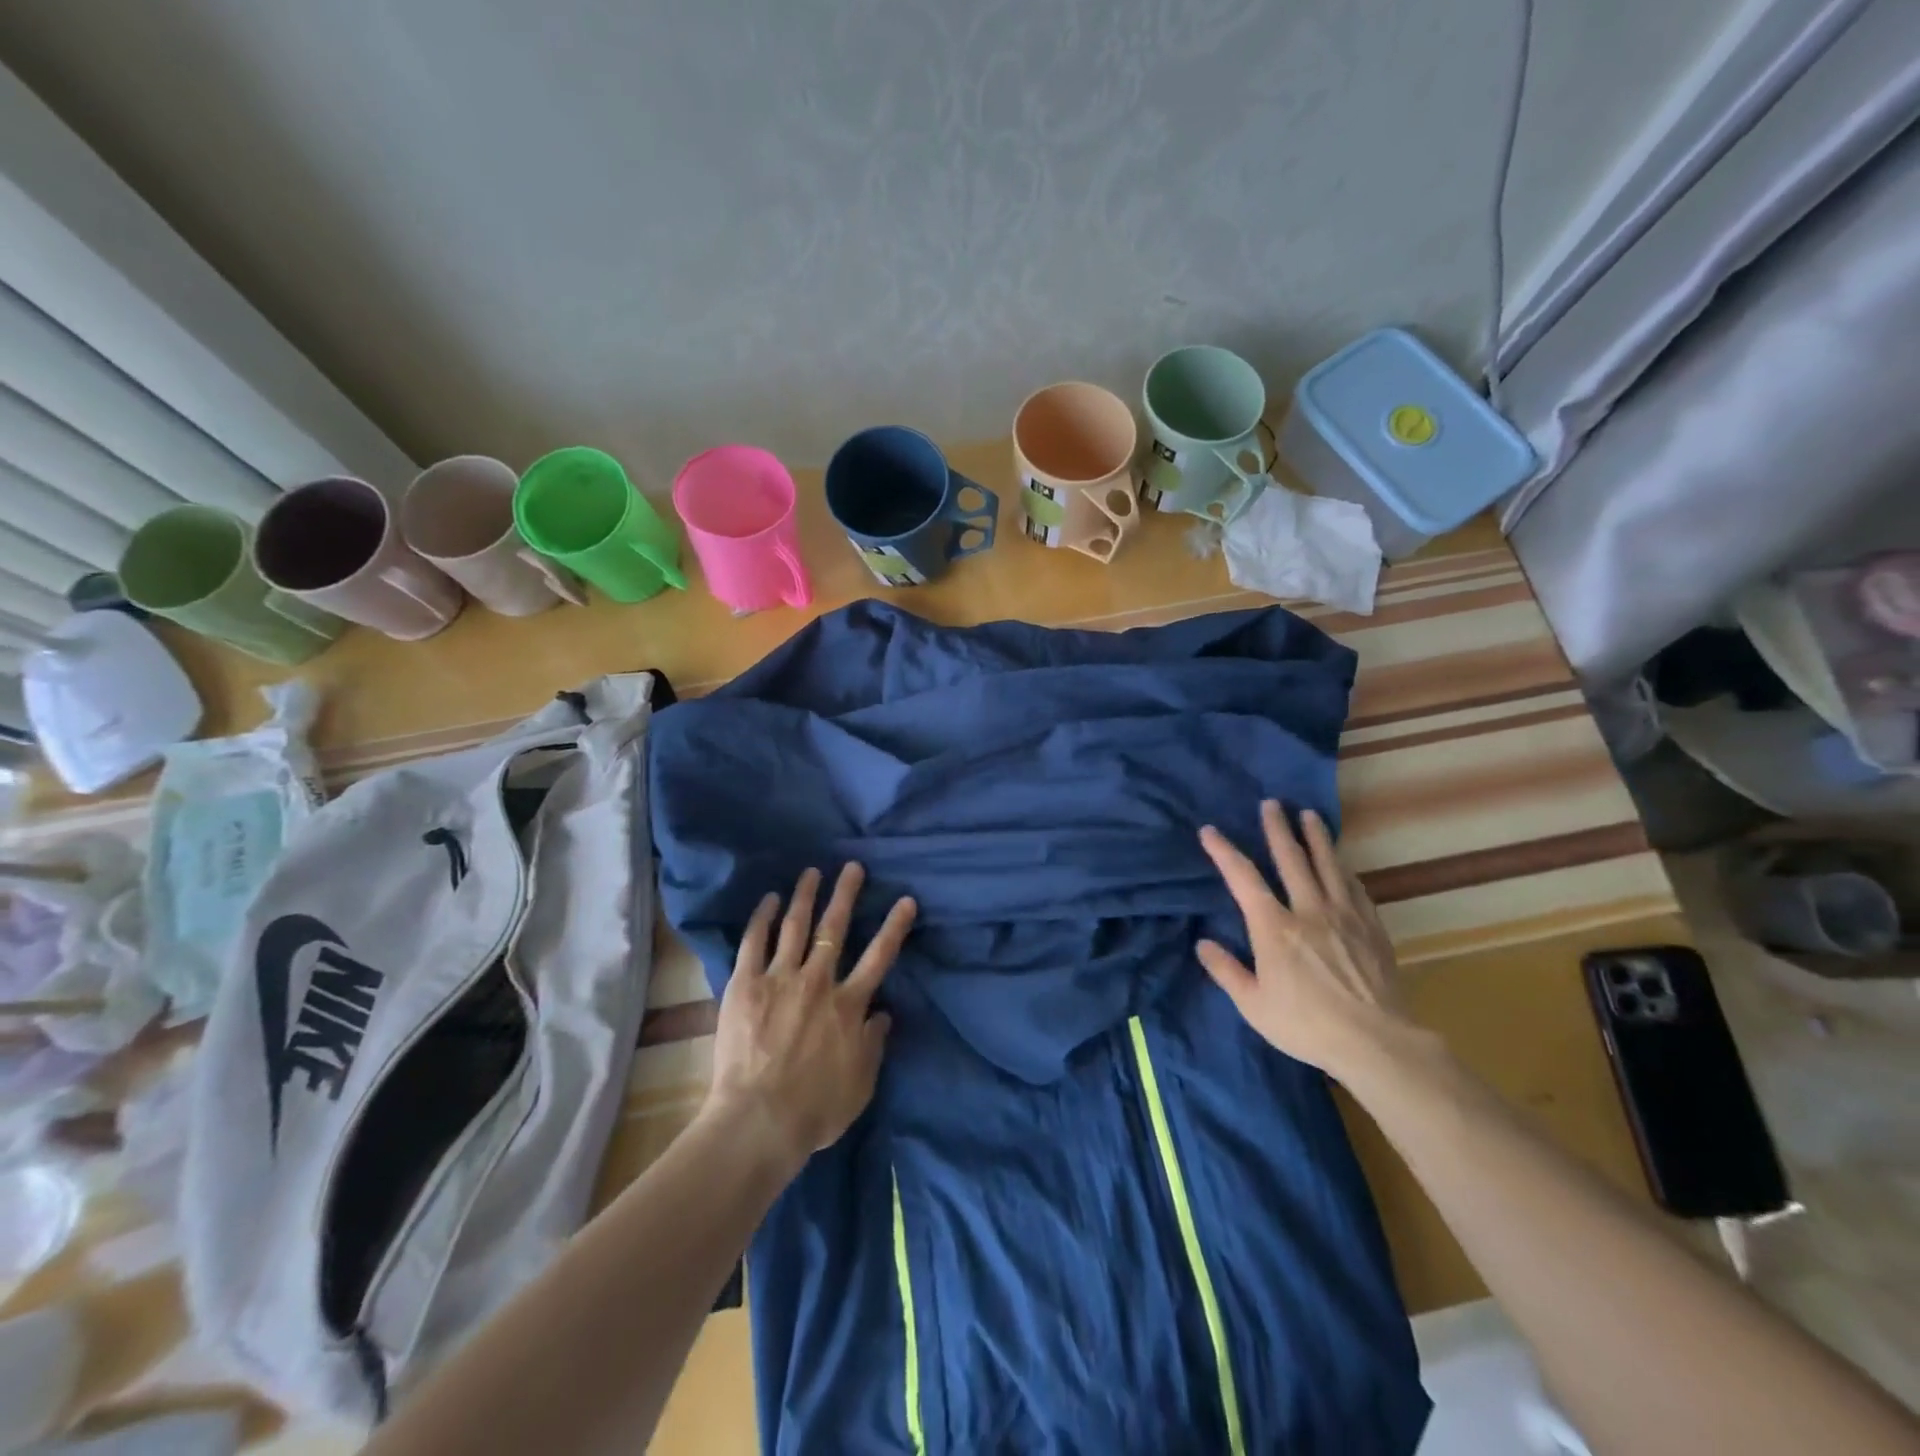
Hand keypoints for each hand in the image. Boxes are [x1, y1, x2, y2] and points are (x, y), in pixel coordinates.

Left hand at [706, 863, 917, 1166]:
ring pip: (795, 926)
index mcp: (848, 1005)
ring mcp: (779, 979)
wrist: (759, 1121)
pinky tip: (768, 899)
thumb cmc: (815, 1110)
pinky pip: (754, 942)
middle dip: (846, 895)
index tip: (905, 899)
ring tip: (811, 872)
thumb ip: (874, 1044)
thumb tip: (883, 1013)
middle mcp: (817, 981)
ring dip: (805, 896)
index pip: (879, 956)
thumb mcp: (861, 1084)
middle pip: (834, 928)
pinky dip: (762, 918)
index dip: (894, 926)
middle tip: (852, 867)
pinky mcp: (745, 985)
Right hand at [1196, 800, 1418, 1081]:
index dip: (1224, 852)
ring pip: (1327, 865)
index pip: (1243, 878)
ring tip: (1309, 815)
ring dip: (1316, 837)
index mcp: (1274, 927)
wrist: (1376, 1042)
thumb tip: (1202, 943)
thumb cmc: (1306, 1025)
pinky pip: (1355, 888)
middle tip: (1272, 803)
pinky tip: (1343, 865)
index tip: (1210, 831)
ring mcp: (1344, 916)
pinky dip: (1344, 871)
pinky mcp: (1371, 928)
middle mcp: (1308, 910)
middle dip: (1278, 828)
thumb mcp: (1253, 1005)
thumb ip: (1226, 970)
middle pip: (1291, 858)